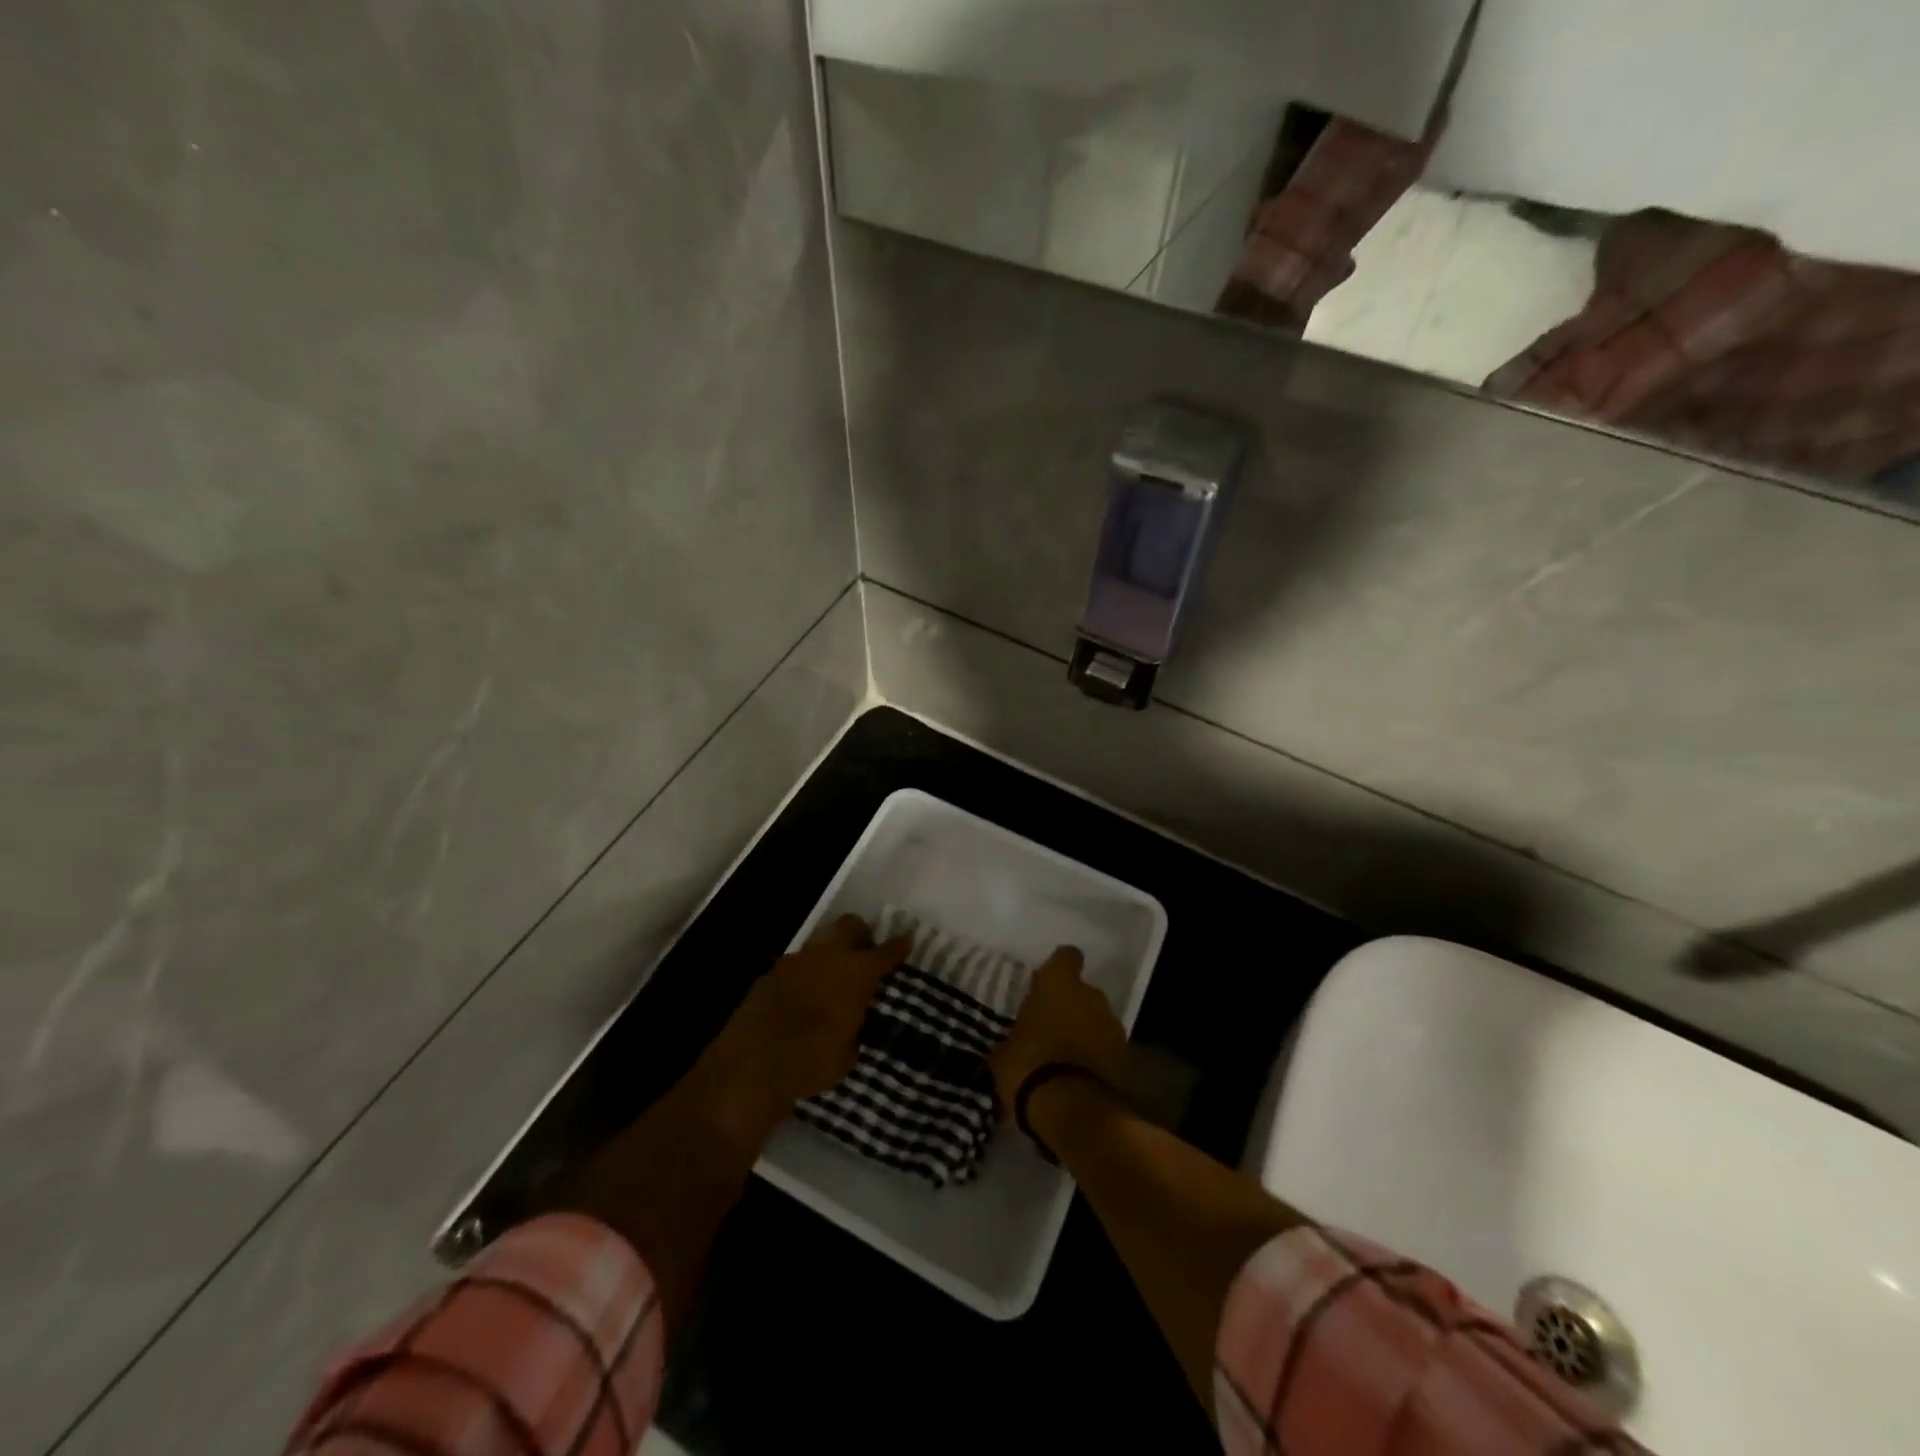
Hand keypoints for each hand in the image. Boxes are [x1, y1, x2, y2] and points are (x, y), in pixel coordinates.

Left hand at [702, 914, 908, 1120]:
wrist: (751, 1066)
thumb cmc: (811, 1062)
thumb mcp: (847, 1053)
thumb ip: (854, 1027)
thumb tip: (851, 1022)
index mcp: (856, 972)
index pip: (885, 951)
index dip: (898, 945)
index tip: (907, 939)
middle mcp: (827, 955)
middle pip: (849, 925)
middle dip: (860, 935)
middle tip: (864, 956)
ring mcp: (795, 960)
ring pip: (820, 941)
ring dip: (829, 953)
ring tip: (832, 978)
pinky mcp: (769, 973)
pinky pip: (796, 964)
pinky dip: (804, 973)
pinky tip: (802, 996)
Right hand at [989, 946, 1128, 1111]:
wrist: (1072, 1110)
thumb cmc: (1029, 1067)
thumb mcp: (1003, 1053)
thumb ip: (1012, 1039)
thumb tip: (1008, 1046)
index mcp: (1059, 984)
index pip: (1066, 956)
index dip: (1058, 967)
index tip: (1046, 983)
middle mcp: (1091, 995)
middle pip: (1084, 991)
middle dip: (1072, 1006)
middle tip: (1051, 1027)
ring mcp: (1113, 1025)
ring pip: (1098, 1020)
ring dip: (1086, 1032)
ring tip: (1066, 1057)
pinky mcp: (1126, 1057)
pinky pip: (1108, 1048)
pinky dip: (1097, 1057)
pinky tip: (1080, 1076)